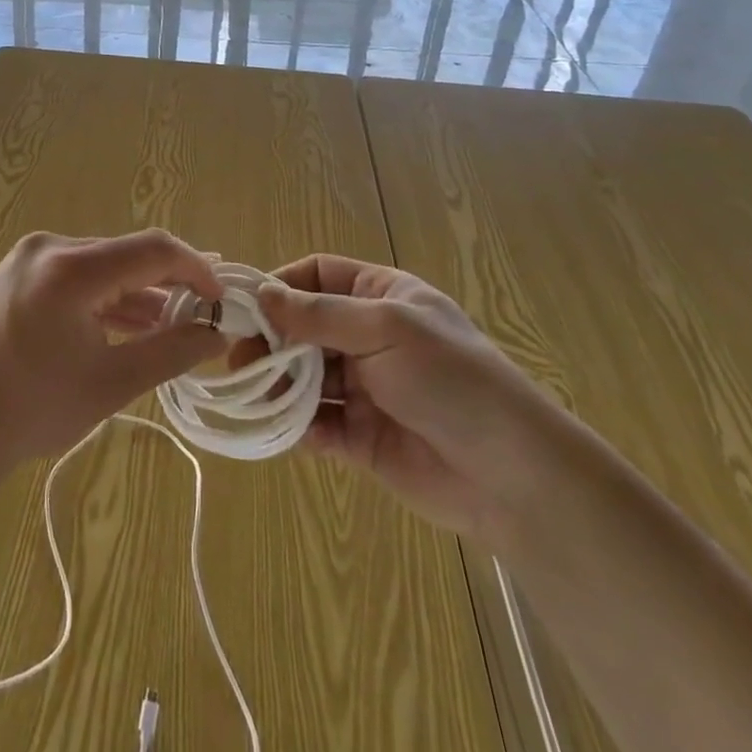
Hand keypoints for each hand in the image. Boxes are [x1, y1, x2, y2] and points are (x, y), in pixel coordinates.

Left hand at [0, 230, 226, 479]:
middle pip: (126, 255)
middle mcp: (49, 248)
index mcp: (72, 267)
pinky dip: (105, 299)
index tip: (222, 300)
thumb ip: (171, 352)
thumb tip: (217, 333)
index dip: (196, 269)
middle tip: (202, 316)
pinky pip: (76, 278)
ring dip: (136, 294)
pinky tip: (127, 326)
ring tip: (172, 326)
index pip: (153, 249)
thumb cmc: (29, 410)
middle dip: (168, 284)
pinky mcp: (15, 276)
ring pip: (101, 267)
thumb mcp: (110, 383)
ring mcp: (28, 260)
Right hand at [256, 254, 568, 545]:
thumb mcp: (386, 329)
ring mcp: (364, 387)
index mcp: (380, 296)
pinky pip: (318, 423)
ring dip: (278, 383)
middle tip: (237, 358)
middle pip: (303, 327)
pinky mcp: (362, 437)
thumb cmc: (451, 379)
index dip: (280, 286)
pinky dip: (296, 425)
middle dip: (271, 340)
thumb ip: (320, 314)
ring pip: (305, 376)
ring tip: (255, 394)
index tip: (245, 307)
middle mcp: (368, 336)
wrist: (514, 476)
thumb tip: (262, 294)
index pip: (316, 276)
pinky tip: (284, 428)